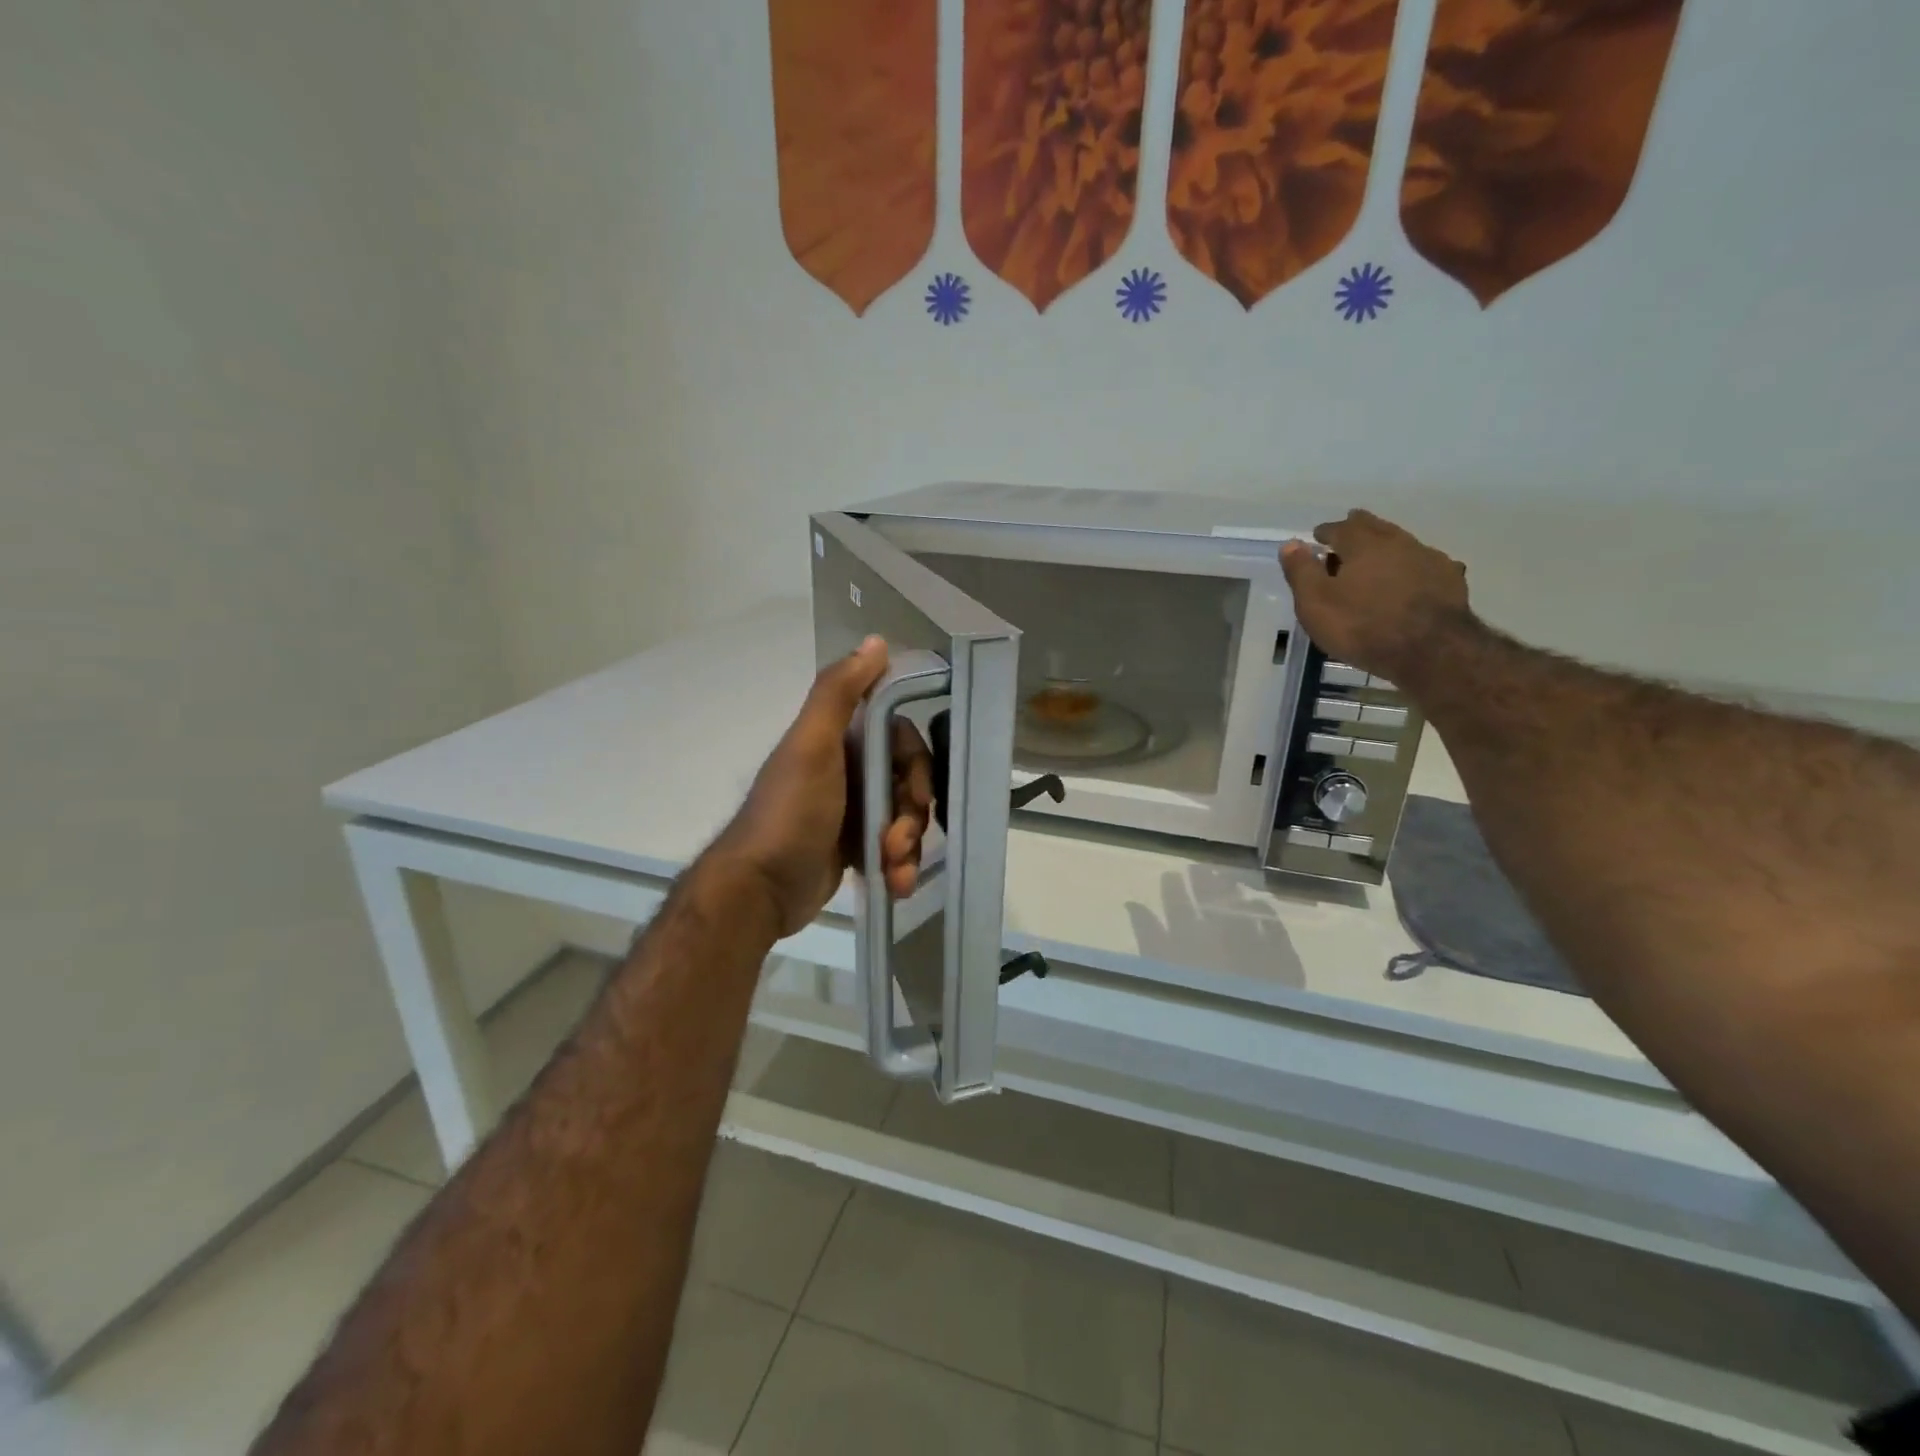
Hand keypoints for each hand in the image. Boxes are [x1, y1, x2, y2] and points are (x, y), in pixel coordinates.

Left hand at [712, 637, 933, 937]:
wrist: (761, 890)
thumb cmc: (790, 813)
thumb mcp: (812, 746)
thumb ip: (839, 692)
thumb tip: (877, 640)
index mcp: (840, 739)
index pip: (900, 736)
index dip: (915, 762)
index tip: (916, 791)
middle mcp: (849, 768)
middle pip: (909, 778)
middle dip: (913, 811)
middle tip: (900, 839)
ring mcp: (854, 810)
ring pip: (906, 815)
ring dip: (909, 844)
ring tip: (895, 869)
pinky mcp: (856, 847)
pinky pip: (895, 847)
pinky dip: (901, 865)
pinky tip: (896, 885)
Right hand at [1279, 510, 1472, 682]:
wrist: (1431, 650)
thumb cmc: (1361, 626)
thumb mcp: (1315, 603)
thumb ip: (1301, 571)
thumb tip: (1291, 544)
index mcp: (1362, 544)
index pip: (1340, 528)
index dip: (1326, 532)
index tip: (1318, 537)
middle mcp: (1397, 541)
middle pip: (1375, 527)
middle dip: (1358, 529)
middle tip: (1347, 537)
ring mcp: (1428, 558)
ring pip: (1401, 543)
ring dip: (1386, 547)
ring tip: (1376, 559)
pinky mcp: (1450, 580)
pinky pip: (1424, 564)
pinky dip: (1411, 566)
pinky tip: (1411, 578)